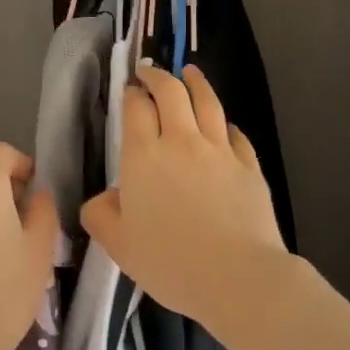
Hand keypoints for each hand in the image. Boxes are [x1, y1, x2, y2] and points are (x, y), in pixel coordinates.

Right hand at [80, 64, 290, 331]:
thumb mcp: (118, 245)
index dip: (132, 93)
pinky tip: (224, 125)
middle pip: (171, 92)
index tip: (130, 89)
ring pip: (207, 102)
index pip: (136, 108)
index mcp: (144, 156)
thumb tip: (105, 197)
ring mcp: (219, 150)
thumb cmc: (170, 262)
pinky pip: (235, 133)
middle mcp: (181, 141)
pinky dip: (225, 123)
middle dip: (158, 76)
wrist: (237, 277)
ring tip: (190, 72)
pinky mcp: (249, 165)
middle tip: (151, 72)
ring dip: (196, 82)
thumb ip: (100, 214)